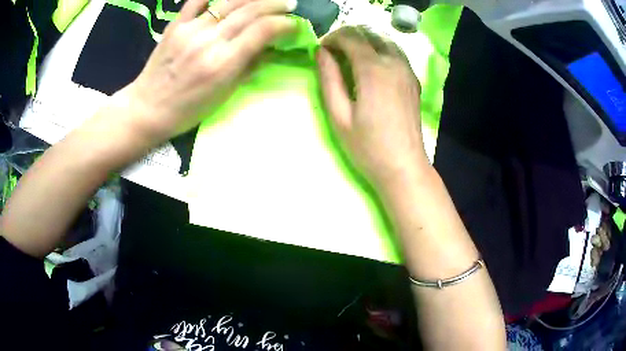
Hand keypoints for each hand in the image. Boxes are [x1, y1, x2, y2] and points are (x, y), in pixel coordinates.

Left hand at [114, 0, 297, 145]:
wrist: (147, 108)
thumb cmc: (187, 110)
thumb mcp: (223, 95)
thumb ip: (248, 68)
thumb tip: (270, 48)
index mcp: (223, 63)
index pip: (262, 31)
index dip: (283, 23)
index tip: (293, 24)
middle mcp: (209, 41)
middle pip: (250, 10)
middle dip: (275, 4)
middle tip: (288, 4)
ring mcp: (190, 30)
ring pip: (229, 1)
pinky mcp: (176, 25)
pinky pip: (197, 0)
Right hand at [316, 26, 429, 189]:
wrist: (404, 166)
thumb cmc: (367, 146)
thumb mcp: (339, 114)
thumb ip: (329, 78)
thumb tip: (321, 52)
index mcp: (373, 69)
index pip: (350, 36)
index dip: (331, 38)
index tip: (321, 50)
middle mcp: (394, 62)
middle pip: (368, 33)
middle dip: (347, 36)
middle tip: (333, 53)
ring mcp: (407, 69)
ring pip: (384, 39)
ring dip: (364, 41)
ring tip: (350, 57)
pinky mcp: (414, 79)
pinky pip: (395, 52)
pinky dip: (379, 49)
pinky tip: (371, 66)